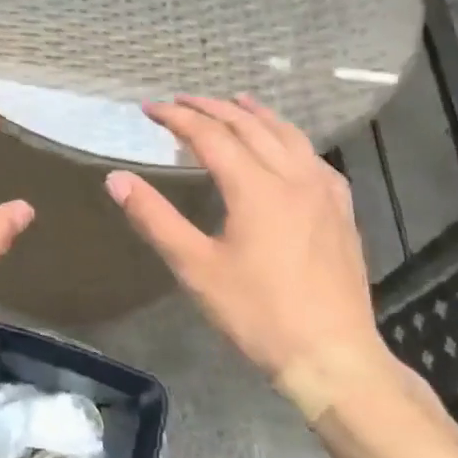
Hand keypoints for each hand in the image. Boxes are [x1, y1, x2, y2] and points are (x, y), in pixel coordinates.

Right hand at [105, 95, 381, 381]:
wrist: (332, 357)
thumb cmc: (257, 313)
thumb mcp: (195, 267)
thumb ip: (154, 218)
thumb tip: (116, 179)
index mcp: (256, 188)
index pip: (210, 136)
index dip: (177, 118)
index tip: (149, 108)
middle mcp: (293, 178)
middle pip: (250, 127)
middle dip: (212, 108)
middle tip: (181, 100)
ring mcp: (324, 193)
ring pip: (288, 136)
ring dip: (256, 115)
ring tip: (236, 101)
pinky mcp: (342, 212)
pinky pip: (314, 159)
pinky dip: (291, 140)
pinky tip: (288, 148)